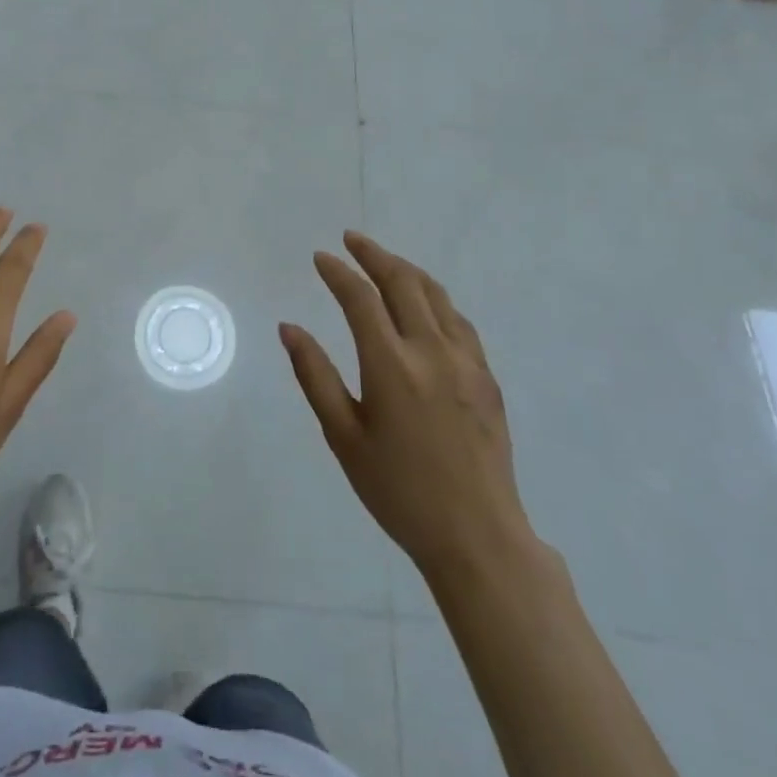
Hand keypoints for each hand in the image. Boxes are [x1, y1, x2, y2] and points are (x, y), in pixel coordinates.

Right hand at [280, 231, 538, 581]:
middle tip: (351, 240)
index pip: (360, 299)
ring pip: (436, 295)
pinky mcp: (487, 376)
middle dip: (374, 255)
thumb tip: (289, 328)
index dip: (339, 272)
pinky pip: (458, 320)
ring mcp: (466, 362)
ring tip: (384, 261)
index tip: (321, 257)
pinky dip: (434, 299)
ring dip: (406, 271)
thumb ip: (315, 376)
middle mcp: (431, 352)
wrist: (477, 536)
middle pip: (403, 283)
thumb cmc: (398, 491)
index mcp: (391, 366)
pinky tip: (424, 304)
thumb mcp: (343, 437)